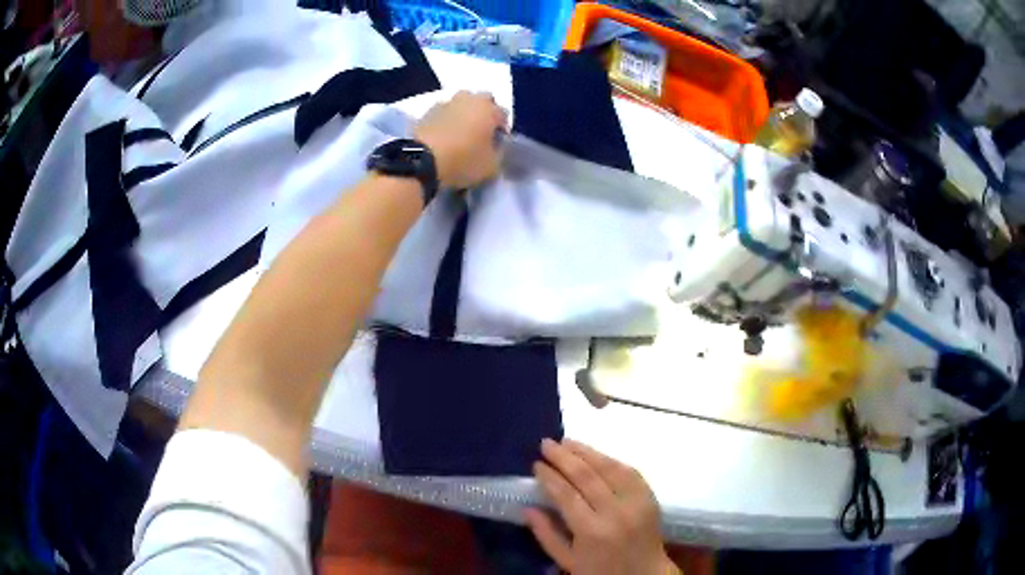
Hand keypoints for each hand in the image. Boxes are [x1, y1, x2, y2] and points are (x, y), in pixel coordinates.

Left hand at [414, 91, 508, 189]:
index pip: (503, 115)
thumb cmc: (462, 161)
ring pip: (461, 104)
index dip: (501, 130)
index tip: (496, 144)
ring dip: (464, 114)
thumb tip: (496, 147)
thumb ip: (499, 153)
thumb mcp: (491, 166)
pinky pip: (444, 113)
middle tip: (480, 133)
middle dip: (484, 114)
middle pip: (483, 101)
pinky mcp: (428, 111)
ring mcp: (447, 103)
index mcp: (489, 109)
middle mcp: (469, 99)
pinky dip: (447, 120)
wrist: (421, 160)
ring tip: (460, 133)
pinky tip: (444, 135)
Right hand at [526, 439, 677, 574]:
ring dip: (587, 452)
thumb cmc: (600, 571)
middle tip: (547, 444)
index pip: (566, 495)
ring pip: (610, 468)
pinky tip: (596, 454)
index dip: (549, 477)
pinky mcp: (650, 497)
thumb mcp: (567, 561)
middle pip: (587, 476)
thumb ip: (546, 534)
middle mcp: (615, 513)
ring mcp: (636, 503)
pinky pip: (630, 471)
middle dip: (564, 457)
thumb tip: (527, 508)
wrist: (644, 574)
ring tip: (567, 441)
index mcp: (591, 531)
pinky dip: (611, 460)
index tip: (536, 464)